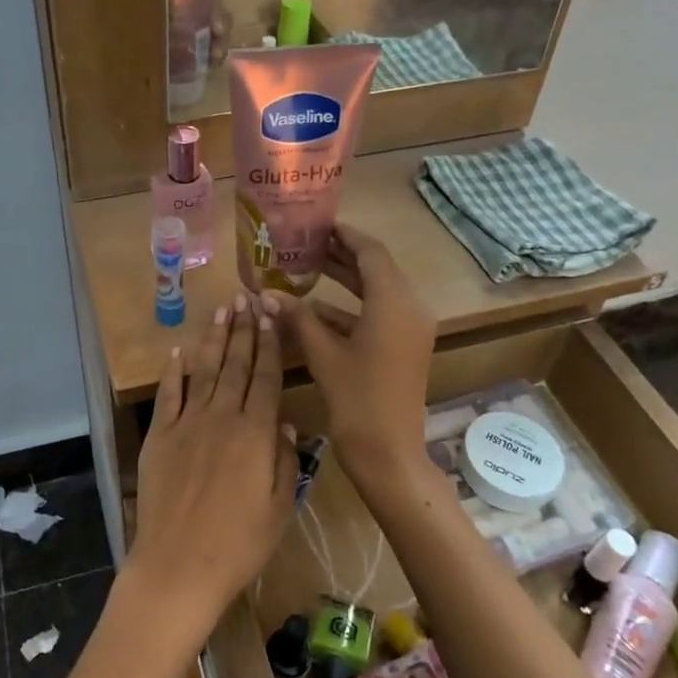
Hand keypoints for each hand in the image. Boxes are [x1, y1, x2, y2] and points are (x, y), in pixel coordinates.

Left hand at [127, 293, 297, 645]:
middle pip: (236, 365)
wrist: (178, 566)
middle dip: (244, 330)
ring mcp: (187, 424)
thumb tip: (286, 423)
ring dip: (214, 339)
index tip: (271, 316)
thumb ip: (285, 461)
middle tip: (246, 298)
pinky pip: (168, 395)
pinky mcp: (159, 436)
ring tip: (222, 311)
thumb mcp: (279, 508)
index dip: (270, 345)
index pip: (265, 378)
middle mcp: (222, 418)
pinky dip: (173, 371)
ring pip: (205, 371)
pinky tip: (178, 351)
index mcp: (255, 434)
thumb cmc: (238, 544)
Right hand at [278, 224, 435, 493]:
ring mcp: (411, 329)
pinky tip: (316, 310)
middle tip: (308, 242)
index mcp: (394, 303)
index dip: (346, 235)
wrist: (389, 454)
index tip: (321, 224)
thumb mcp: (323, 354)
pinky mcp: (405, 347)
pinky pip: (379, 315)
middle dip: (343, 256)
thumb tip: (267, 294)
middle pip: (377, 269)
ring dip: (346, 281)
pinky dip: (352, 309)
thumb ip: (298, 318)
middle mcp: (410, 308)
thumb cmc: (357, 399)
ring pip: (377, 292)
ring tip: (309, 267)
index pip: (372, 253)